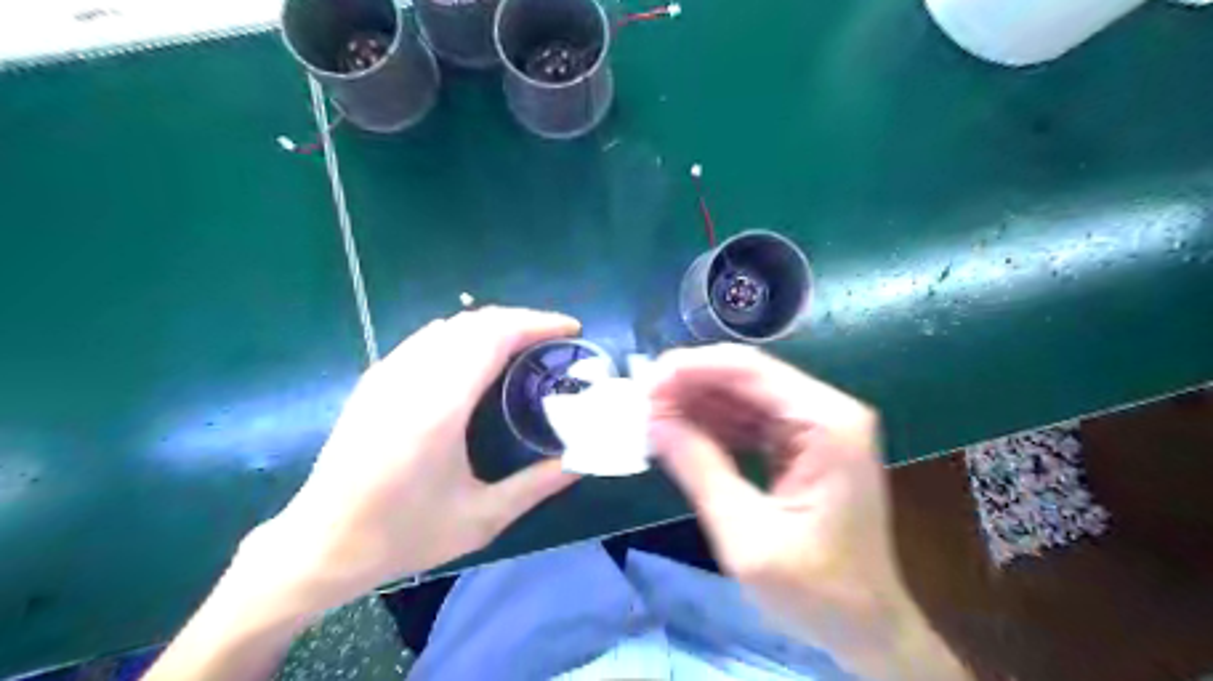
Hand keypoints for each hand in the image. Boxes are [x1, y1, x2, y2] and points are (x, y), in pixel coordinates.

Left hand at [250, 306, 582, 612]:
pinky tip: (477, 357)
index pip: (494, 336)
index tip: (570, 329)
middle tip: (553, 339)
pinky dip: (465, 334)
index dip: (537, 322)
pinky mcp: (375, 379)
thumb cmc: (402, 535)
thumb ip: (536, 487)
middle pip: (475, 322)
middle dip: (522, 320)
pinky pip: (429, 338)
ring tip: (523, 344)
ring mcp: (388, 373)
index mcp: (439, 407)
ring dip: (493, 325)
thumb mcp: (480, 519)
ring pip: (451, 325)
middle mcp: (412, 377)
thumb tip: (579, 463)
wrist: (319, 544)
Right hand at [644, 345, 967, 679]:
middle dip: (689, 385)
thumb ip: (699, 468)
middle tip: (640, 402)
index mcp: (827, 422)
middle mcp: (826, 411)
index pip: (749, 369)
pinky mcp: (804, 444)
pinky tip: (680, 433)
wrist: (865, 627)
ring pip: (743, 395)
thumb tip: (653, 422)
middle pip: (746, 376)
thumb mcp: (746, 535)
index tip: (645, 384)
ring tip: (651, 417)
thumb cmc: (816, 591)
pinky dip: (713, 425)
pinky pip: (750, 420)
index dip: (691, 368)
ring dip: (697, 404)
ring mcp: (817, 425)